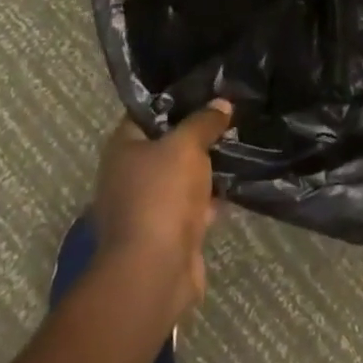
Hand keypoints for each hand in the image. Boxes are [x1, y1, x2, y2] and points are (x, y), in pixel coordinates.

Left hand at [92, 100, 234, 317]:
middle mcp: (128, 176)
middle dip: (197, 135)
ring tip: (240, 147)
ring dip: (206, 169)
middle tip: (229, 118)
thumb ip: (204, 121)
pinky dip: (210, 200)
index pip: (147, 112)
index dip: (176, 100)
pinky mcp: (166, 234)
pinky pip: (192, 207)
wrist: (154, 272)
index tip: (207, 90)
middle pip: (166, 145)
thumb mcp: (187, 145)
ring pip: (181, 177)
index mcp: (122, 149)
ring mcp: (146, 207)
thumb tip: (222, 103)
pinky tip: (236, 186)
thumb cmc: (161, 195)